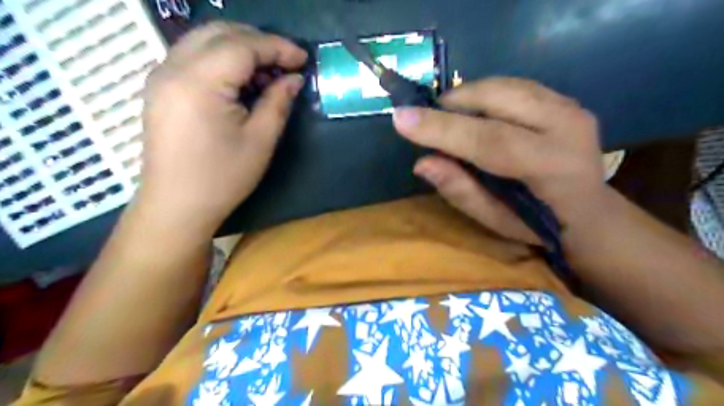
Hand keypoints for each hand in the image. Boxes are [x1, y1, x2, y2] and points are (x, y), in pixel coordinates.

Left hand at [136, 23, 306, 236]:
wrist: (177, 206)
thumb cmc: (222, 178)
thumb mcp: (260, 141)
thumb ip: (278, 102)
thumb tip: (294, 78)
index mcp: (199, 82)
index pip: (242, 45)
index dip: (277, 47)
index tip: (303, 59)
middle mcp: (173, 68)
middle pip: (220, 32)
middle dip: (259, 41)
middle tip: (287, 63)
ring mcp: (161, 76)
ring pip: (204, 40)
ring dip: (240, 48)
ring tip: (268, 74)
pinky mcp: (161, 88)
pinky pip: (194, 56)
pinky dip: (222, 59)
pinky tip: (241, 82)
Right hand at [394, 78, 606, 243]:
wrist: (590, 211)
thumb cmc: (538, 224)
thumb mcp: (494, 220)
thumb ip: (460, 190)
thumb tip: (422, 162)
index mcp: (551, 167)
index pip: (488, 139)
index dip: (441, 128)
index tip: (400, 118)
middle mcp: (567, 126)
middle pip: (496, 98)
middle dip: (452, 105)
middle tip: (428, 122)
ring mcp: (570, 106)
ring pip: (502, 85)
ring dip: (466, 98)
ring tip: (451, 121)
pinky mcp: (565, 99)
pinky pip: (511, 86)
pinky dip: (483, 96)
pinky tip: (476, 116)